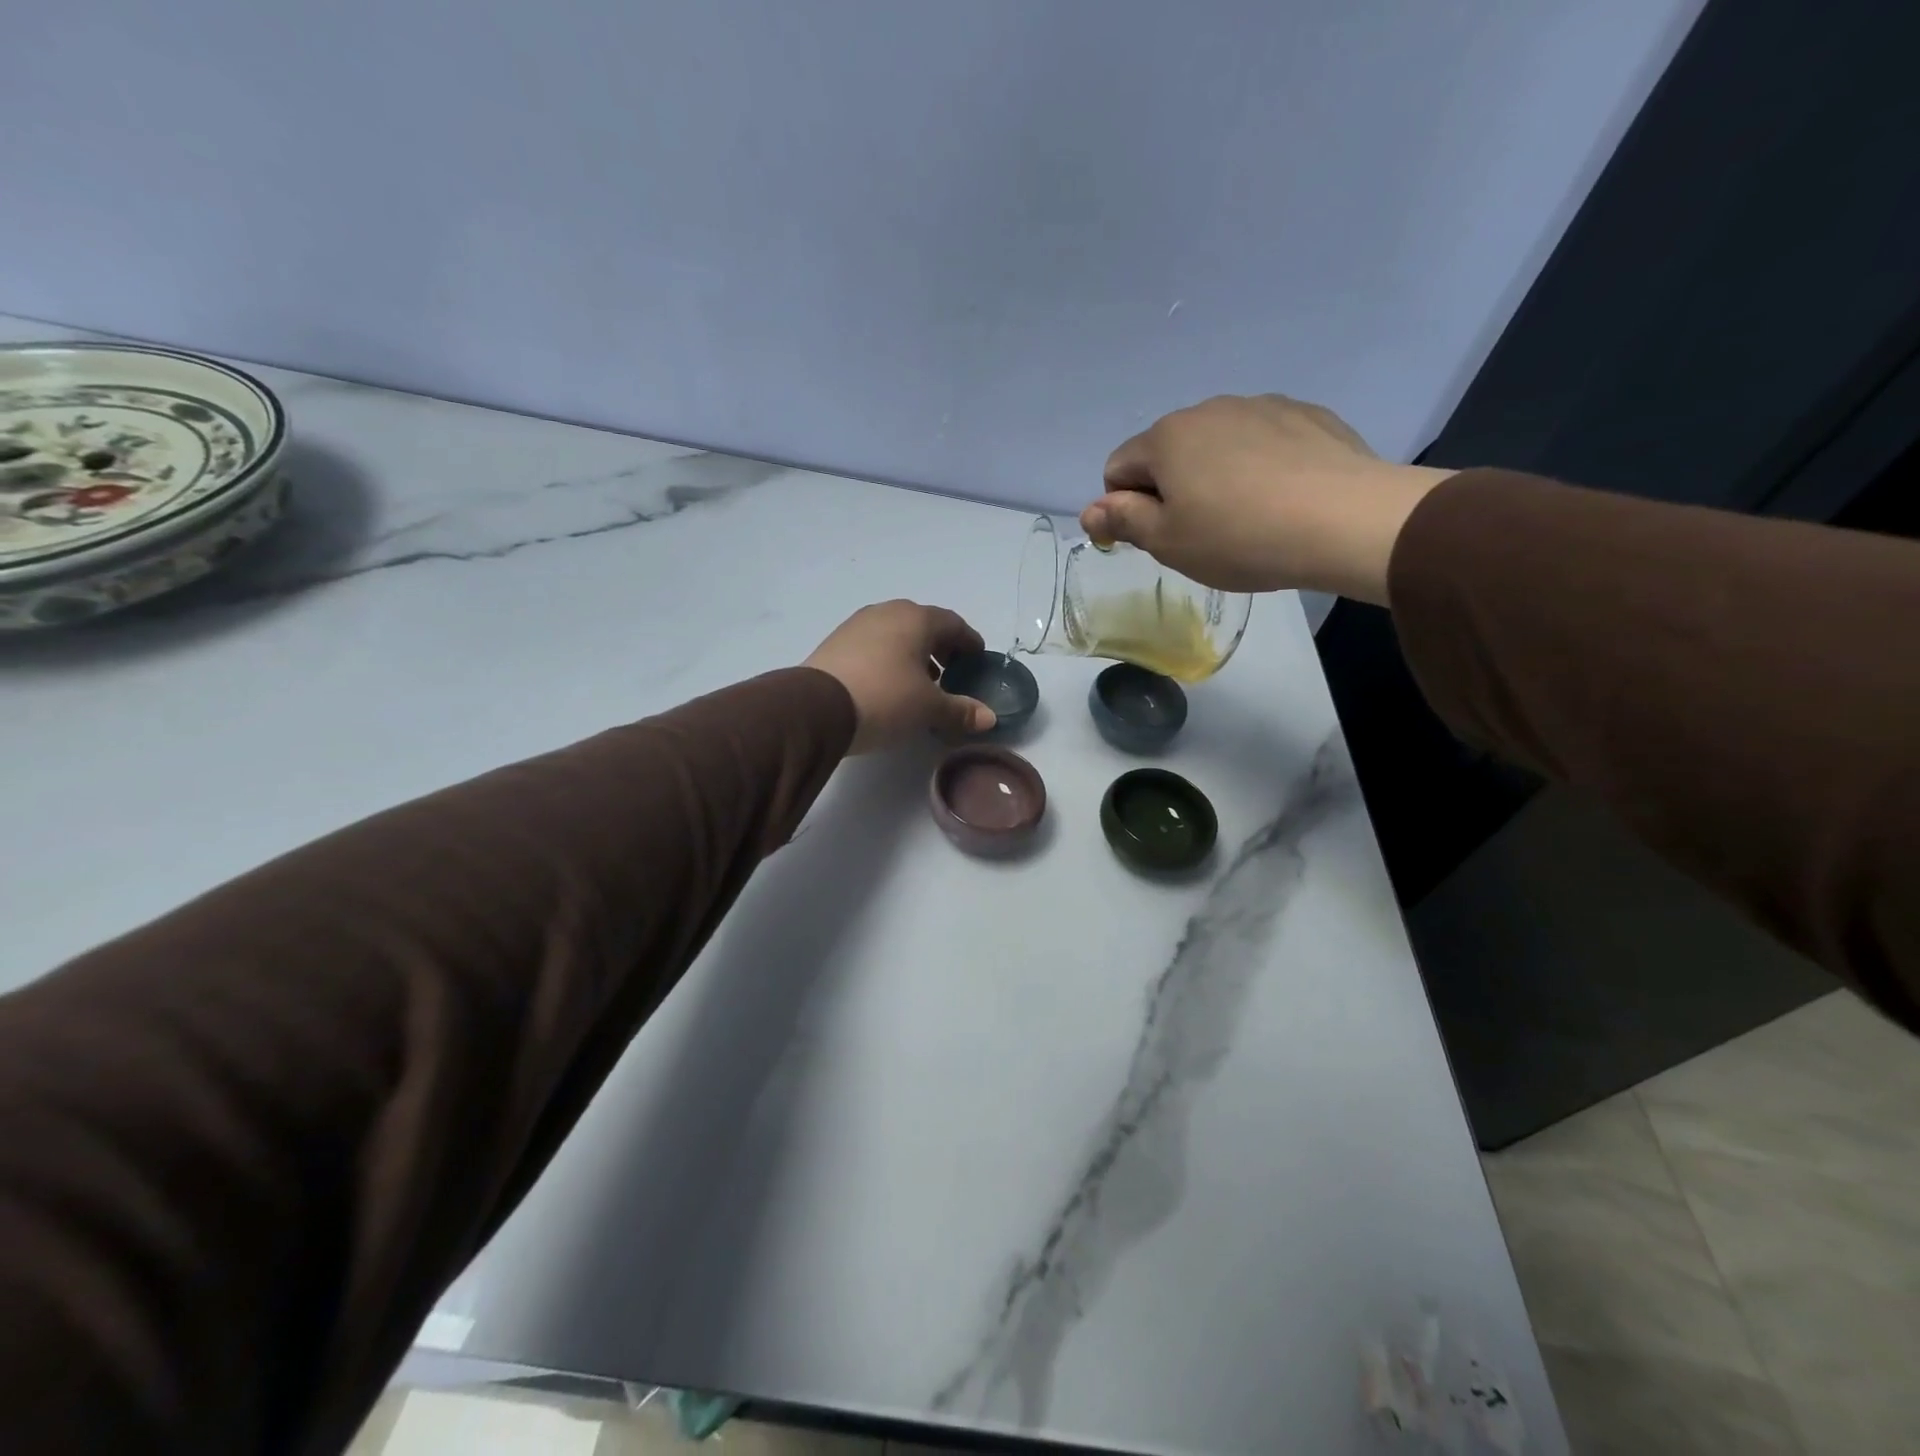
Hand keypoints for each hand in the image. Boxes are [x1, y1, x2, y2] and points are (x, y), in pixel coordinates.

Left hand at [804, 600, 996, 753]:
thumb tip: (989, 718)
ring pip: (896, 634)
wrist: (816, 708)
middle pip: (924, 626)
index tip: (978, 660)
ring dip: (914, 655)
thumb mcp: (928, 708)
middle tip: (951, 674)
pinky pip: (874, 646)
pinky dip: (889, 660)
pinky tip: (889, 685)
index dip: (969, 643)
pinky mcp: (836, 643)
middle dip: (941, 649)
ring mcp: (857, 625)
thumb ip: (960, 710)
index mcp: (916, 618)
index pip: (954, 624)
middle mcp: (887, 612)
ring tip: (921, 684)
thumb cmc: (885, 698)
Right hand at [1079, 394, 1457, 603]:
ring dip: (1215, 475)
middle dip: (1171, 490)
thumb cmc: (1238, 537)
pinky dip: (1259, 465)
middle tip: (1201, 534)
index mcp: (1166, 438)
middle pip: (1168, 453)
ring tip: (1248, 518)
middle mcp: (1208, 409)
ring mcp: (1261, 406)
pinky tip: (1283, 498)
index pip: (1118, 469)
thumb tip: (1089, 512)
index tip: (1157, 538)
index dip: (1126, 508)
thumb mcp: (1168, 542)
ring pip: (1216, 444)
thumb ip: (1123, 521)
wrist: (1344, 519)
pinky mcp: (1306, 414)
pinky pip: (1262, 441)